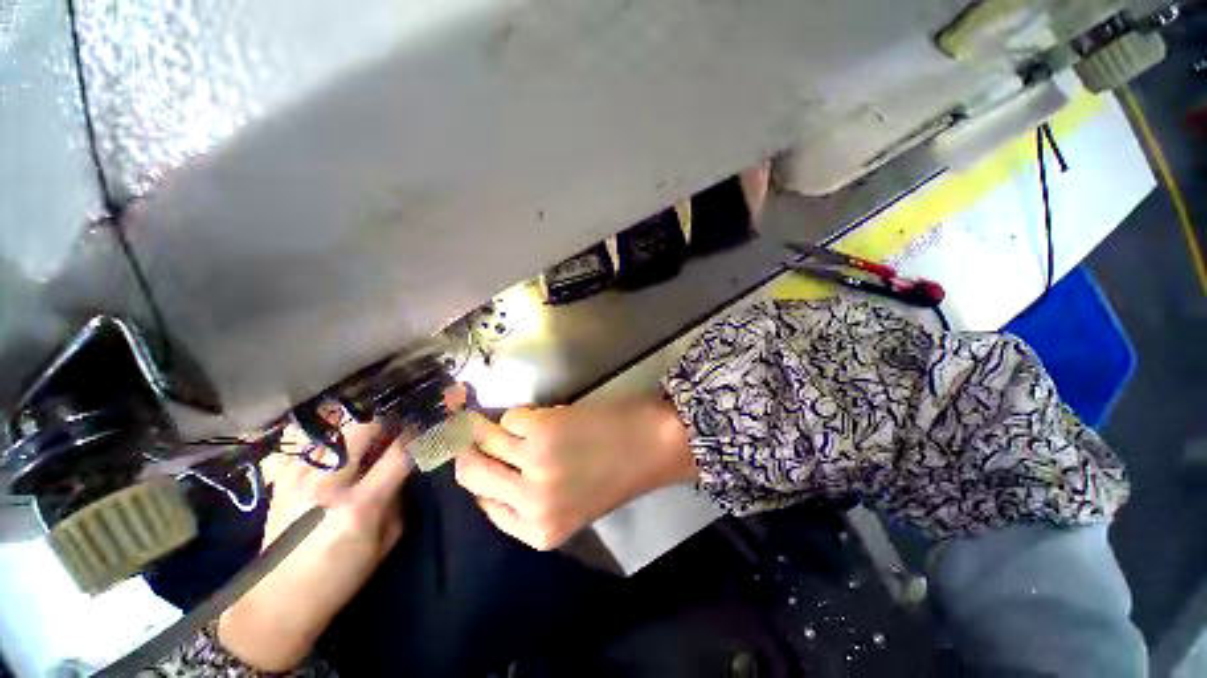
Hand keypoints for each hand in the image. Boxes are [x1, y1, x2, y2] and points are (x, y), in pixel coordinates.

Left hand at [218, 419, 412, 671]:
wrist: (279, 601)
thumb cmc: (343, 575)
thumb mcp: (388, 539)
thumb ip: (400, 495)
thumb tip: (407, 462)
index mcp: (361, 505)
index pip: (399, 451)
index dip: (419, 431)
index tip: (431, 421)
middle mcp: (327, 485)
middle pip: (364, 428)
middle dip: (390, 417)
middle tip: (403, 418)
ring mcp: (298, 478)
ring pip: (335, 426)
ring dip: (361, 420)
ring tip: (374, 421)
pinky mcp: (280, 478)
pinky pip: (305, 437)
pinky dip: (328, 429)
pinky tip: (340, 432)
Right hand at [454, 397, 696, 550]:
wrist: (650, 446)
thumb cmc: (614, 474)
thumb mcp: (569, 504)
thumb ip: (528, 498)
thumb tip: (492, 465)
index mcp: (538, 532)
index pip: (484, 505)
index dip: (483, 480)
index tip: (485, 462)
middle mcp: (530, 503)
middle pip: (471, 473)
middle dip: (471, 452)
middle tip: (476, 436)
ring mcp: (533, 464)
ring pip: (485, 439)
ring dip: (494, 428)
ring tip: (515, 424)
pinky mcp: (541, 429)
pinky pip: (511, 417)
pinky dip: (522, 415)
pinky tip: (542, 418)